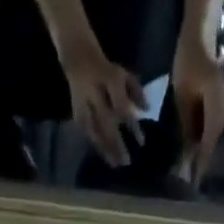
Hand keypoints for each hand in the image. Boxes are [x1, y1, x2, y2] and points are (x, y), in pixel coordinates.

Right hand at [59, 37, 147, 168]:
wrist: (79, 58)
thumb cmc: (107, 71)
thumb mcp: (125, 75)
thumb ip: (137, 92)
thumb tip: (147, 110)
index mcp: (110, 81)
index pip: (122, 107)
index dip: (132, 126)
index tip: (141, 143)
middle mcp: (95, 93)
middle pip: (107, 123)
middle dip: (116, 144)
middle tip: (126, 162)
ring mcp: (84, 103)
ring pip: (94, 130)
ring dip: (105, 148)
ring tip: (115, 164)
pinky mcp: (76, 111)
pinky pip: (86, 131)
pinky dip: (95, 144)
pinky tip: (103, 156)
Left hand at [171, 35, 223, 185]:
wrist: (201, 35)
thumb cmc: (187, 61)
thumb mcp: (182, 95)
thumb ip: (187, 124)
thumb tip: (187, 151)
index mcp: (217, 104)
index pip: (209, 140)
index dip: (201, 161)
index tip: (194, 180)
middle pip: (214, 139)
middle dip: (203, 158)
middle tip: (191, 178)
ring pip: (215, 134)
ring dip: (205, 149)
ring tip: (193, 167)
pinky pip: (216, 125)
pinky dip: (207, 137)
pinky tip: (197, 147)